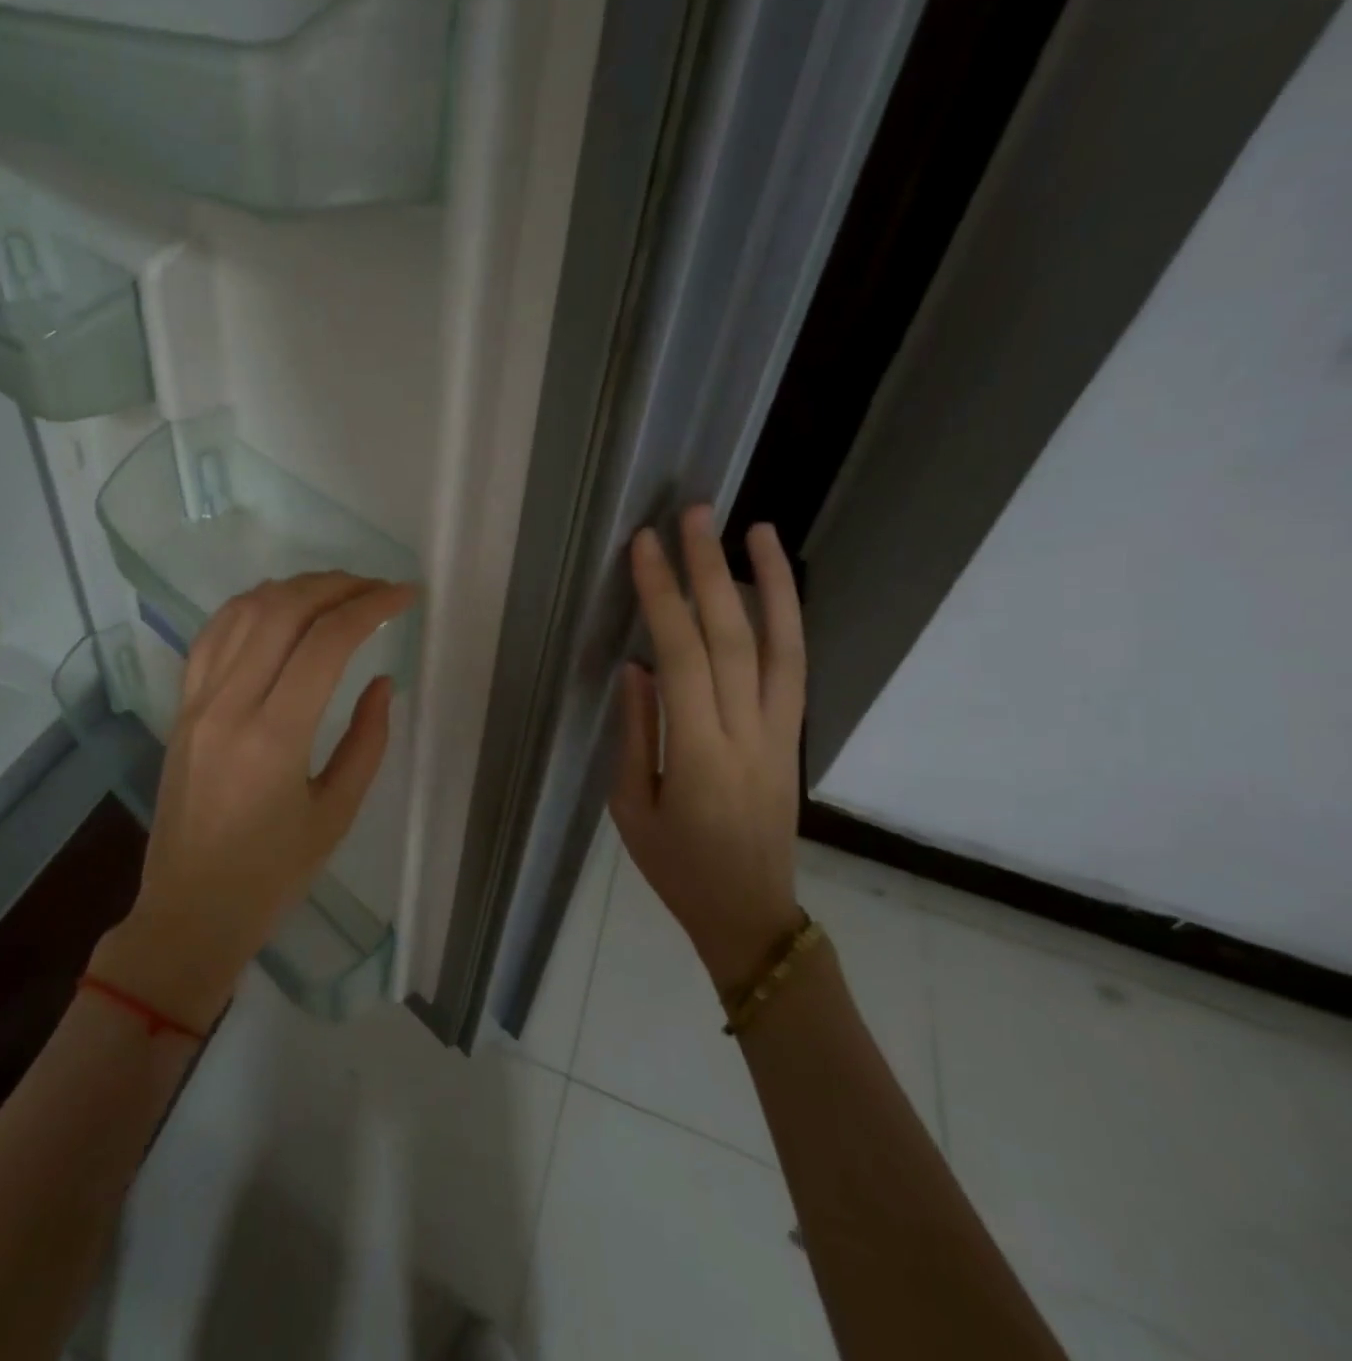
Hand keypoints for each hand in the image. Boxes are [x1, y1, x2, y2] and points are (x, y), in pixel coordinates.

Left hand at [88, 572, 414, 1030]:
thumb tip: (381, 681)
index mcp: (274, 738)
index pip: (326, 643)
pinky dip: (250, 606)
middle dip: (337, 586)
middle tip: (377, 589)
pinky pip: (212, 635)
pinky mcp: (181, 707)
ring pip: (244, 612)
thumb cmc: (272, 876)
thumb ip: (367, 741)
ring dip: (295, 588)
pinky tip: (278, 606)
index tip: (405, 596)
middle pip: (283, 611)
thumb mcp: (336, 814)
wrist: (189, 912)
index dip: (371, 607)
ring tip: (336, 590)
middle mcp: (229, 705)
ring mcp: (197, 702)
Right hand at [610, 509, 805, 999]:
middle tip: (695, 514)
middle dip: (710, 570)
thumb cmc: (675, 866)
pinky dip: (788, 620)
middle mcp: (747, 733)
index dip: (663, 597)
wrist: (749, 912)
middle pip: (732, 637)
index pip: (681, 658)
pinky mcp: (793, 736)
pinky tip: (774, 587)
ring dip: (769, 582)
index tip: (645, 547)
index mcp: (697, 755)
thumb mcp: (631, 807)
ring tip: (756, 528)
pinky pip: (796, 668)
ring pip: (781, 645)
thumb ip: (635, 732)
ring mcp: (779, 733)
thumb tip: (636, 666)